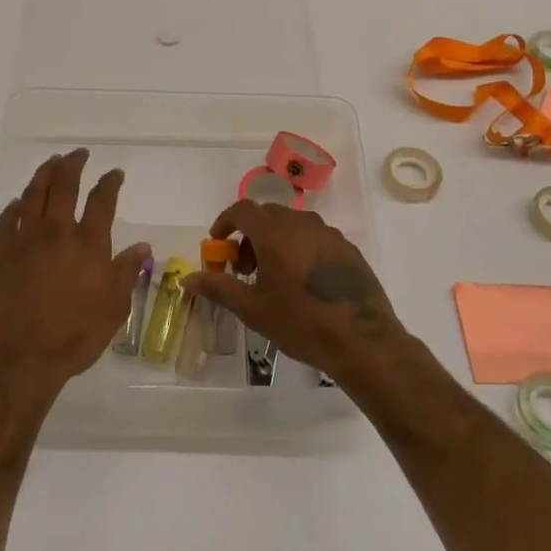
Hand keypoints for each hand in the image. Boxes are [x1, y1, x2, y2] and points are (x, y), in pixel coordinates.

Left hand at [0, 150, 150, 402]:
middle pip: (63, 184)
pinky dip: (15, 206)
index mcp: (88, 243)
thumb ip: (126, 272)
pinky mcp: (1, 254)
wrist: (19, 358)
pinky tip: (18, 203)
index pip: (102, 200)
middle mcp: (56, 232)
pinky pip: (7, 220)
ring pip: (33, 194)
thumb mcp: (114, 308)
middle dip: (73, 164)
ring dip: (43, 174)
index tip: (115, 173)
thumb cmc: (74, 336)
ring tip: (51, 163)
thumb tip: (141, 246)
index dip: (110, 182)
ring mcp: (25, 240)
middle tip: (79, 154)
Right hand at [185, 200, 407, 382]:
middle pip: (267, 216)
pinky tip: (303, 283)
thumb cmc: (301, 322)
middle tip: (244, 269)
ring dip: (274, 242)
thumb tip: (188, 279)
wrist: (362, 340)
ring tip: (273, 278)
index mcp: (275, 232)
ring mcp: (328, 233)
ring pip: (292, 226)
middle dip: (249, 236)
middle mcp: (301, 223)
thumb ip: (218, 287)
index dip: (225, 223)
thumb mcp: (253, 309)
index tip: (218, 245)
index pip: (242, 210)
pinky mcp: (347, 248)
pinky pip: (314, 238)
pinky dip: (299, 249)